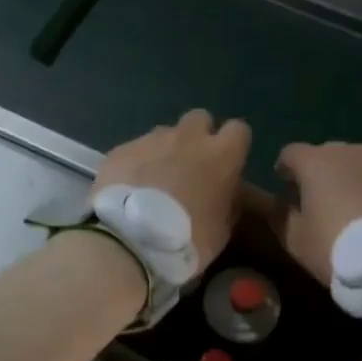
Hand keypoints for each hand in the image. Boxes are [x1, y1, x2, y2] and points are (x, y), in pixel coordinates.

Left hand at [92, 110, 251, 269]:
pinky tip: (130, 187)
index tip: (227, 164)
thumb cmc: (187, 239)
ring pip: (165, 133)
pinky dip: (136, 163)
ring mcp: (152, 139)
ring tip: (156, 179)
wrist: (130, 241)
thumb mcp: (222, 230)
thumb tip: (226, 193)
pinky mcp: (122, 149)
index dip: (233, 146)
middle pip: (200, 119)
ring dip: (166, 150)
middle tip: (191, 166)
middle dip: (198, 137)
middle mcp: (188, 137)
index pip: (239, 130)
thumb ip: (228, 202)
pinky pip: (135, 149)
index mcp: (221, 155)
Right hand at [273, 141, 361, 284]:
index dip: (284, 169)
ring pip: (354, 163)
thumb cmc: (337, 246)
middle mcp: (347, 151)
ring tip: (349, 205)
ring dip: (347, 178)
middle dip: (317, 172)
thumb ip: (280, 215)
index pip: (290, 153)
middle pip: (324, 154)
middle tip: (318, 199)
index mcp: (315, 161)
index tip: (285, 188)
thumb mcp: (296, 240)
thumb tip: (280, 203)